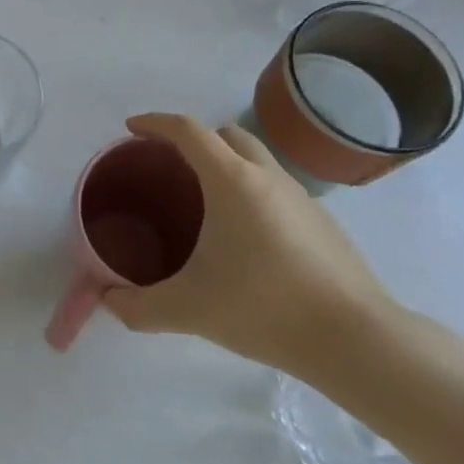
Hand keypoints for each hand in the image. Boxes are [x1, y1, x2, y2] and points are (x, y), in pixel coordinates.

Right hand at [100, 113, 396, 380]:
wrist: (355, 340)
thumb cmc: (264, 308)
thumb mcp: (188, 309)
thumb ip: (138, 306)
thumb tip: (108, 301)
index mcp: (231, 180)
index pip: (187, 130)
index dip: (155, 123)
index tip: (131, 129)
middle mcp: (267, 176)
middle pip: (226, 134)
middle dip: (194, 140)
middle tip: (170, 167)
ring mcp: (301, 197)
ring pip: (257, 159)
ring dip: (227, 164)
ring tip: (206, 203)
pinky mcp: (323, 222)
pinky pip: (277, 188)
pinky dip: (253, 193)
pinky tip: (246, 239)